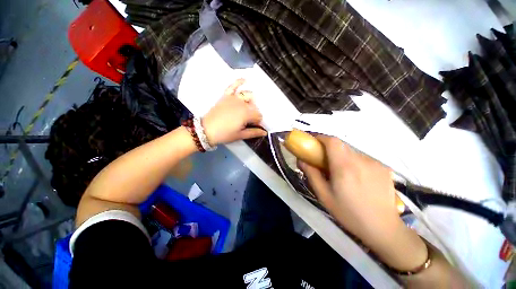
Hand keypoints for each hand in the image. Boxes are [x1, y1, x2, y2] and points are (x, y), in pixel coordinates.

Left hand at [202, 79, 266, 145]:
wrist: (206, 130)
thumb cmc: (224, 134)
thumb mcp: (240, 135)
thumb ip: (254, 132)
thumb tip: (265, 132)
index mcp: (246, 114)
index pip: (258, 115)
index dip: (257, 122)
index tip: (253, 126)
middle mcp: (242, 103)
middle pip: (254, 106)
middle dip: (254, 113)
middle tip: (248, 121)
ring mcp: (233, 98)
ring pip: (248, 95)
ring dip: (251, 101)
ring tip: (248, 108)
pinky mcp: (226, 96)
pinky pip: (233, 86)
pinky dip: (239, 82)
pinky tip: (244, 80)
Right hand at [298, 136, 427, 270]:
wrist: (383, 228)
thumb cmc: (349, 213)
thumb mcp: (324, 195)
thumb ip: (311, 174)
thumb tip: (301, 160)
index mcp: (344, 166)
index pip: (332, 141)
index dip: (321, 138)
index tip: (313, 142)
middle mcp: (361, 160)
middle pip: (341, 145)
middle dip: (329, 149)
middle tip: (323, 160)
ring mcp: (375, 163)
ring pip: (351, 152)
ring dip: (341, 156)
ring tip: (340, 172)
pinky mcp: (383, 167)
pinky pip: (363, 158)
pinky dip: (354, 162)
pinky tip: (356, 177)